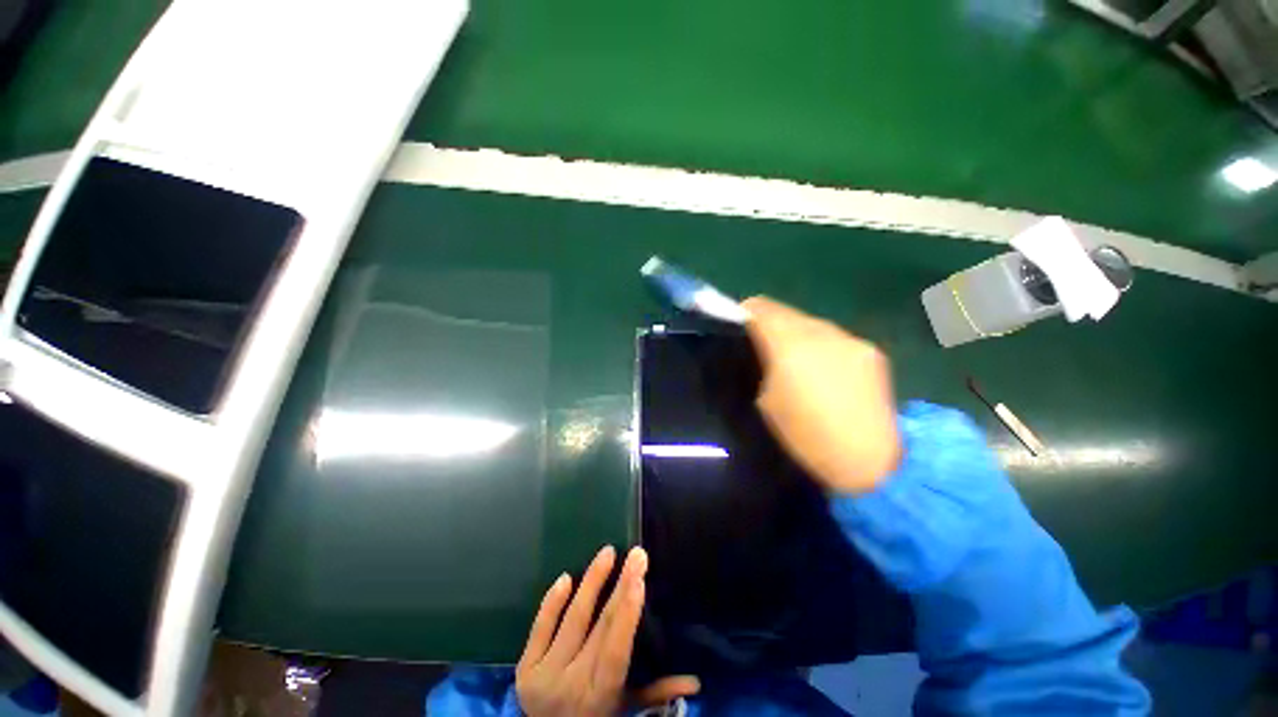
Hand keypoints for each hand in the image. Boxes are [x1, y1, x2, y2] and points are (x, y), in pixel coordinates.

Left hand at [516, 546, 699, 715]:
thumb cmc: (595, 716)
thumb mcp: (625, 708)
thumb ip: (657, 693)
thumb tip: (696, 682)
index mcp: (600, 695)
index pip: (615, 650)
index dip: (627, 614)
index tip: (639, 580)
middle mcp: (571, 684)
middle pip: (599, 627)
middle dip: (620, 586)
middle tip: (636, 555)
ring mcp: (544, 674)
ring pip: (573, 620)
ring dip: (592, 582)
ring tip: (608, 553)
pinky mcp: (524, 667)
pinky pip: (539, 627)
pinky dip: (552, 601)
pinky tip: (566, 577)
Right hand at [743, 296, 901, 494]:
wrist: (868, 462)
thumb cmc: (805, 436)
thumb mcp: (766, 401)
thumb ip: (763, 364)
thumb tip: (764, 350)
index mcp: (790, 345)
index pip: (761, 308)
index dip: (745, 313)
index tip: (737, 327)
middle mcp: (822, 332)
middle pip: (787, 312)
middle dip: (770, 323)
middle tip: (761, 345)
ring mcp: (850, 340)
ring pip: (812, 323)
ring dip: (796, 334)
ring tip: (792, 359)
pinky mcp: (871, 352)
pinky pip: (834, 338)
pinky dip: (820, 346)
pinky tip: (822, 370)